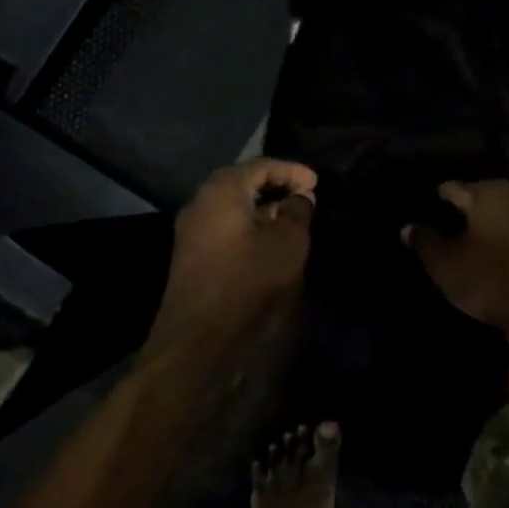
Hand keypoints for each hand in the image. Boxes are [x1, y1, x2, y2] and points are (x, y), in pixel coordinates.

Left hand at [148, 158, 317, 357]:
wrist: (197, 341)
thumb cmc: (247, 283)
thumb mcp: (287, 244)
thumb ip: (297, 212)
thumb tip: (299, 196)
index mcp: (222, 190)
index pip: (261, 166)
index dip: (292, 171)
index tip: (317, 183)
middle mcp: (201, 202)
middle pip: (243, 182)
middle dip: (276, 186)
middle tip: (305, 196)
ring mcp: (191, 230)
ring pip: (233, 206)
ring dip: (263, 208)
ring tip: (292, 219)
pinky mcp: (191, 255)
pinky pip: (225, 226)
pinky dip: (249, 225)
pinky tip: (268, 241)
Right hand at [401, 179, 508, 326]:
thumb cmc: (482, 274)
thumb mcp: (442, 260)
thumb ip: (425, 240)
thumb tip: (407, 227)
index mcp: (487, 194)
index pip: (456, 187)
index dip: (441, 196)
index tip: (430, 202)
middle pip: (485, 198)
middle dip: (469, 207)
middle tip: (450, 218)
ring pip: (507, 217)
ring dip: (493, 225)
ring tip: (475, 236)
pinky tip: (501, 256)